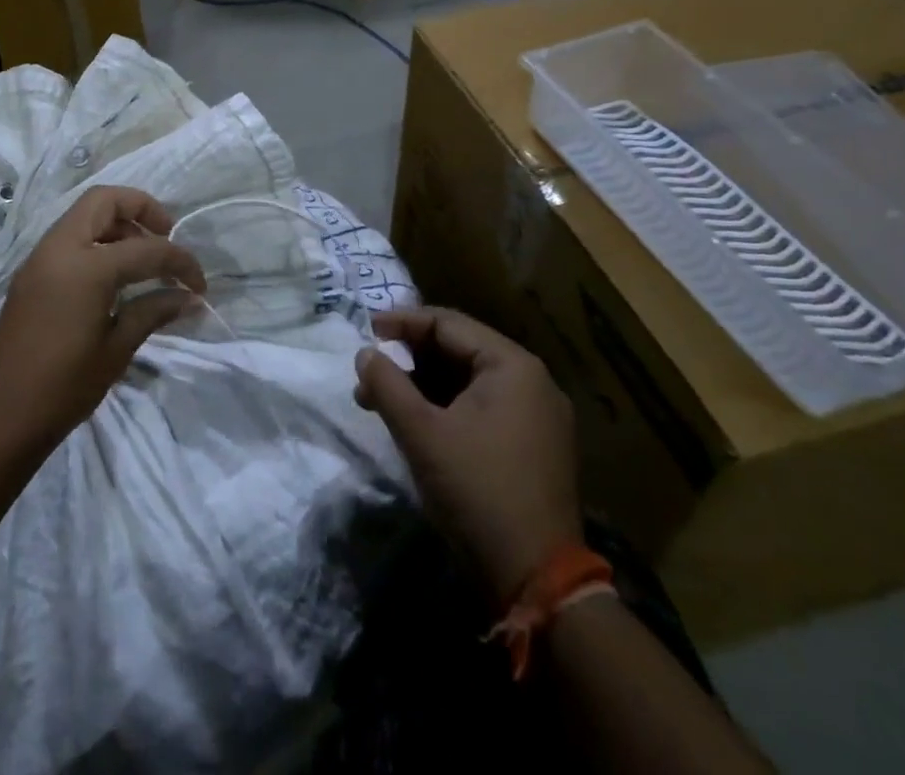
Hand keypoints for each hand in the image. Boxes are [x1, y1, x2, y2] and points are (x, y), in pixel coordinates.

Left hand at [0, 186, 205, 457]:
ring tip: (144, 260)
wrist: (0, 419)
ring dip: (117, 225)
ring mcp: (39, 259)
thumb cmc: (64, 387)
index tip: (199, 285)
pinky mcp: (29, 275)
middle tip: (166, 238)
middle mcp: (58, 249)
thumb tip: (189, 298)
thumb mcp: (117, 348)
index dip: (180, 261)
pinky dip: (96, 242)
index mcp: (84, 266)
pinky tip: (115, 277)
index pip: (146, 248)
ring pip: (83, 216)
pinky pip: (68, 239)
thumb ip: (154, 311)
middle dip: (141, 210)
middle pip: (103, 201)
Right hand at [354, 306, 581, 600]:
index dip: (402, 322)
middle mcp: (533, 382)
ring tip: (381, 401)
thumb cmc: (477, 490)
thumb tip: (365, 354)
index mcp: (513, 366)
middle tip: (370, 372)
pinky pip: (482, 407)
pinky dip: (446, 407)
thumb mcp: (421, 433)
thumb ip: (387, 385)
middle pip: (459, 350)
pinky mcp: (535, 447)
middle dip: (409, 359)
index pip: (448, 324)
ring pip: (468, 381)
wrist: (538, 581)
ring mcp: (538, 416)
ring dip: (423, 385)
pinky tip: (415, 423)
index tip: (366, 330)